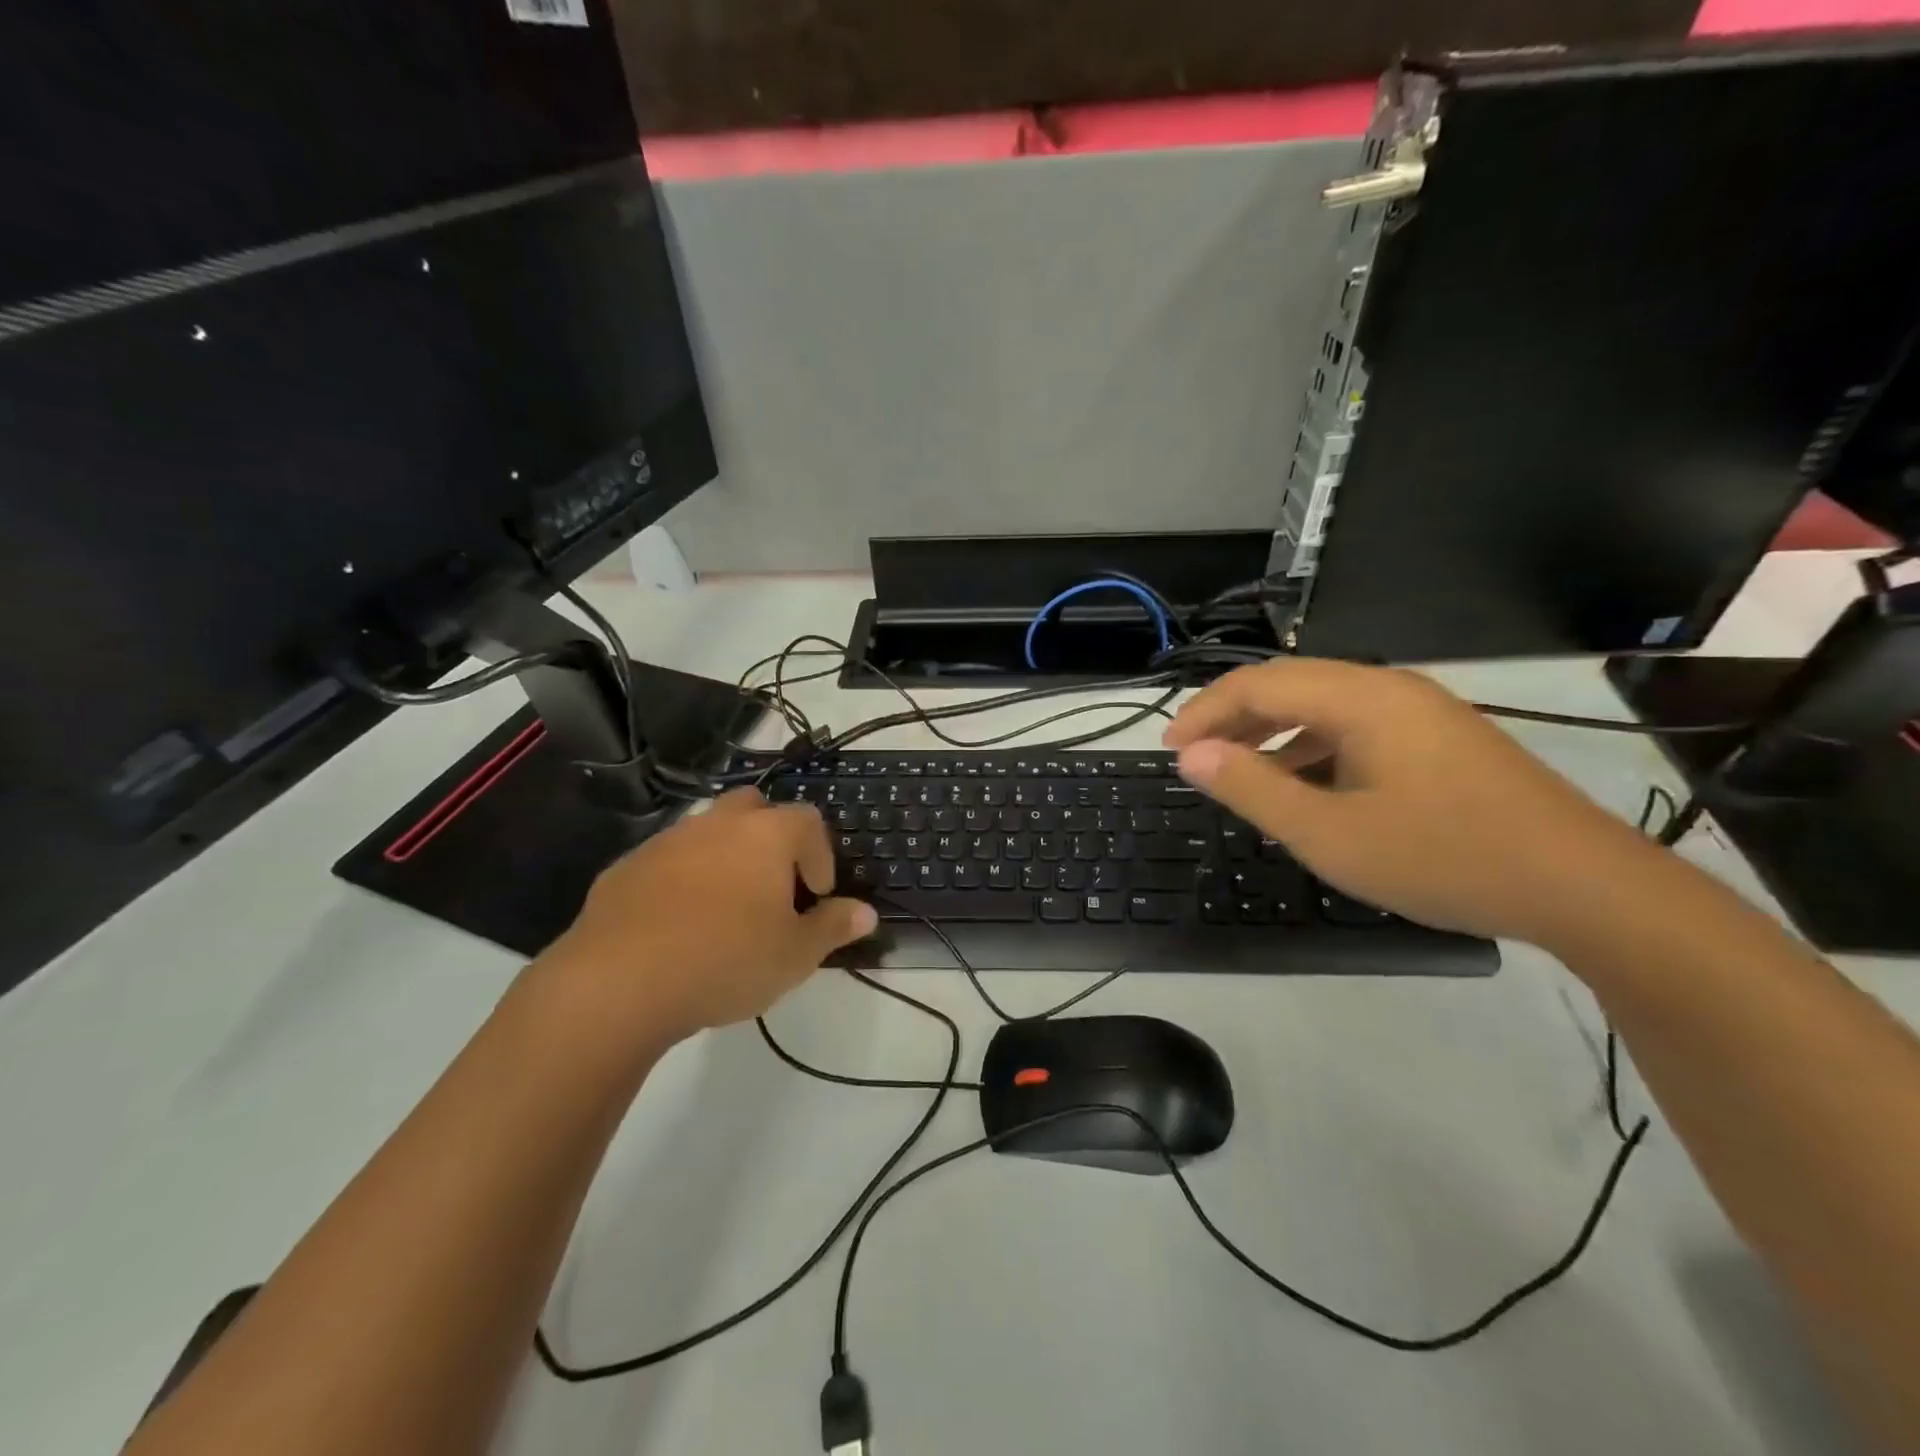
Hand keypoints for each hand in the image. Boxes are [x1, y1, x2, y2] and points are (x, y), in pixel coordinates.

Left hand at [543, 789, 876, 1045]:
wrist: (618, 982)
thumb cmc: (726, 960)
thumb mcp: (795, 955)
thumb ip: (834, 927)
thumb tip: (865, 912)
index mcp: (766, 835)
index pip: (809, 821)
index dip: (821, 855)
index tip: (817, 896)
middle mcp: (718, 823)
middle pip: (755, 808)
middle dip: (771, 838)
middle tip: (774, 885)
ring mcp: (667, 841)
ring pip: (708, 831)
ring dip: (725, 856)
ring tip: (726, 908)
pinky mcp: (626, 867)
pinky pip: (667, 860)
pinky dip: (682, 879)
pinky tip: (678, 924)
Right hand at [1162, 659, 1662, 946]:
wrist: (1585, 888)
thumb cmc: (1444, 857)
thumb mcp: (1330, 833)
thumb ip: (1252, 788)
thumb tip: (1191, 754)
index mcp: (1361, 697)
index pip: (1258, 684)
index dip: (1204, 712)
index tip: (1168, 748)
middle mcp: (1390, 689)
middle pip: (1289, 685)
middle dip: (1234, 718)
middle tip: (1196, 758)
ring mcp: (1421, 712)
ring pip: (1323, 706)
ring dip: (1273, 733)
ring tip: (1239, 773)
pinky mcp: (1440, 740)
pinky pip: (1356, 728)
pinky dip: (1313, 748)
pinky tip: (1305, 786)